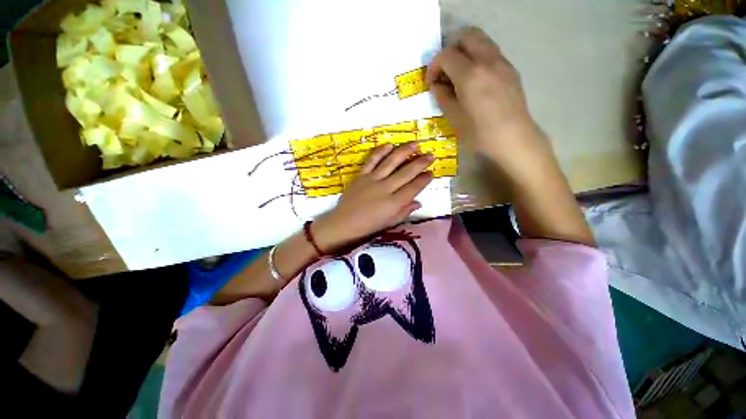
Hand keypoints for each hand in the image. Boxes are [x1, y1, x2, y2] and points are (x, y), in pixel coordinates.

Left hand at [312, 143, 433, 252]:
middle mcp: (385, 189)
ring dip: (404, 152)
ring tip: (415, 144)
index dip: (424, 180)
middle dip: (420, 163)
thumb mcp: (389, 223)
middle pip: (406, 173)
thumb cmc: (368, 227)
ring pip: (391, 162)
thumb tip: (418, 202)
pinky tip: (390, 145)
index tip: (432, 172)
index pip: (413, 188)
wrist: (343, 223)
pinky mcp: (361, 175)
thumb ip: (404, 211)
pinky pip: (372, 160)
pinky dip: (381, 151)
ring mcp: (372, 180)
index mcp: (393, 203)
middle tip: (430, 155)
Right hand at [426, 28, 553, 177]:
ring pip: (482, 41)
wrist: (513, 138)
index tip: (431, 82)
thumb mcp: (454, 117)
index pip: (446, 55)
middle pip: (466, 37)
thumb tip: (436, 85)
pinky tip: (476, 81)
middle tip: (446, 71)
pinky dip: (479, 59)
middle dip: (451, 50)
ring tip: (460, 75)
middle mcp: (487, 61)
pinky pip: (491, 53)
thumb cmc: (479, 132)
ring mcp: (502, 63)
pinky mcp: (511, 70)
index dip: (434, 66)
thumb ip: (442, 96)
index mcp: (470, 74)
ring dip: (466, 52)